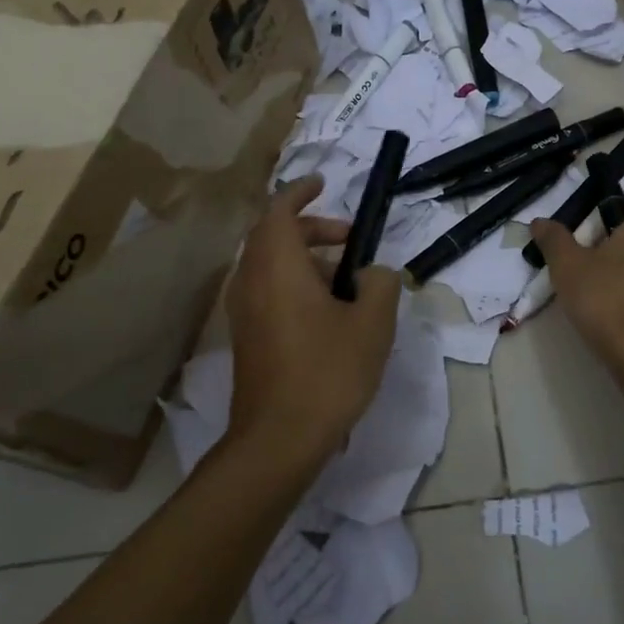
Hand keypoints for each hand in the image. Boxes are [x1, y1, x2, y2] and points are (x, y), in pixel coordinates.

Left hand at [226, 176, 399, 464]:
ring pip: (271, 266)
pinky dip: (295, 284)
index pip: (279, 210)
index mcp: (277, 266)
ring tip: (348, 283)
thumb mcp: (373, 323)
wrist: (279, 439)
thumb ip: (380, 283)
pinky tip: (329, 315)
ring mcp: (243, 312)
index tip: (323, 184)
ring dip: (306, 260)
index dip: (301, 192)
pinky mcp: (247, 337)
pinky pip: (268, 291)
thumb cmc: (328, 371)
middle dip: (312, 229)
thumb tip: (373, 274)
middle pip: (274, 236)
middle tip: (349, 240)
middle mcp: (251, 281)